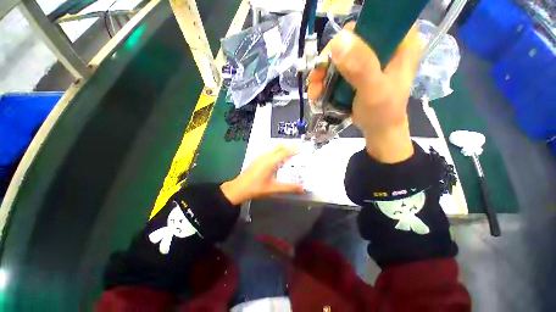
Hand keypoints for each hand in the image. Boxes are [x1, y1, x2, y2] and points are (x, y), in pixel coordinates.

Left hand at [220, 146, 304, 204]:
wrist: (238, 188)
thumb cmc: (256, 188)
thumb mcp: (273, 188)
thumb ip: (288, 187)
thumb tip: (302, 188)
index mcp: (270, 161)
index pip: (284, 152)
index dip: (294, 149)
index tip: (302, 149)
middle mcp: (265, 156)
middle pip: (278, 146)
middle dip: (288, 146)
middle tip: (297, 151)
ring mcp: (260, 156)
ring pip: (273, 148)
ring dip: (282, 148)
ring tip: (289, 154)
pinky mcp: (257, 159)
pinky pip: (269, 151)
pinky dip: (276, 151)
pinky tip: (278, 159)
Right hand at [308, 23, 421, 162]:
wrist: (378, 130)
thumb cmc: (382, 113)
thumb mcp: (374, 91)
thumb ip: (361, 67)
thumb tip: (339, 40)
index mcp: (402, 42)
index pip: (376, 19)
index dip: (353, 32)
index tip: (335, 54)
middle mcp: (385, 45)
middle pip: (351, 38)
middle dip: (329, 59)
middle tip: (316, 78)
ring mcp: (370, 58)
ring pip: (340, 55)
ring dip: (322, 73)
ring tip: (313, 91)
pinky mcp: (358, 71)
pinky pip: (337, 68)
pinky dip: (324, 80)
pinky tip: (317, 92)